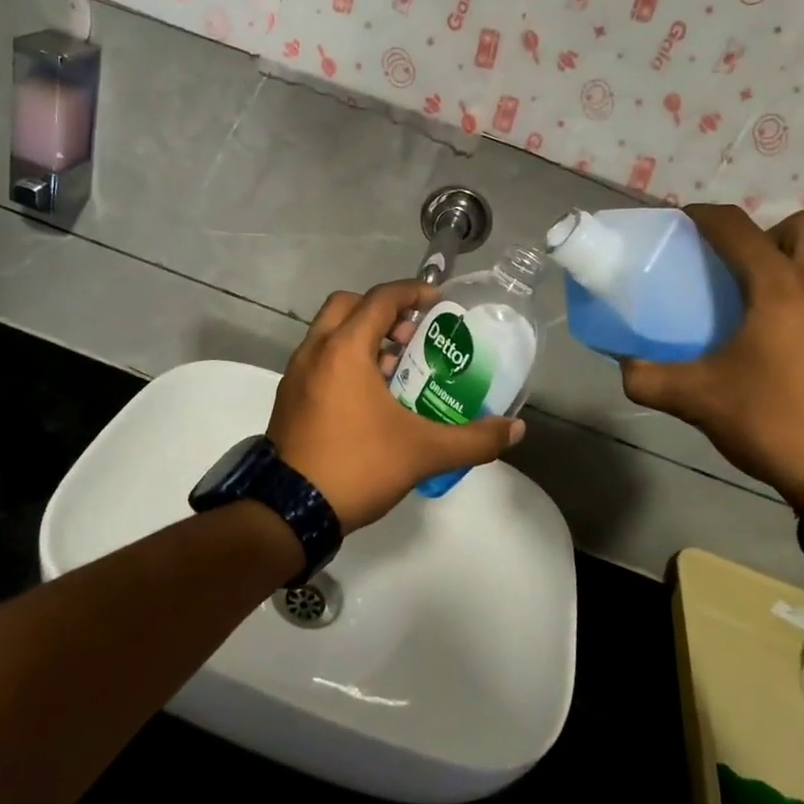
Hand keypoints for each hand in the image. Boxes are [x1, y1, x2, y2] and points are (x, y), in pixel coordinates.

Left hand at [269, 279, 526, 532]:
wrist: (290, 512)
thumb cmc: (357, 466)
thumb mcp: (423, 453)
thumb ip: (473, 440)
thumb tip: (514, 430)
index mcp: (344, 350)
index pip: (380, 298)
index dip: (413, 292)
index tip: (439, 302)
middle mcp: (315, 351)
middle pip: (348, 306)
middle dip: (383, 311)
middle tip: (413, 335)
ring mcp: (296, 375)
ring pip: (331, 334)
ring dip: (364, 338)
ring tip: (397, 369)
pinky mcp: (290, 398)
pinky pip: (320, 360)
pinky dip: (346, 361)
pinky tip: (371, 399)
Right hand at [619, 205, 803, 501]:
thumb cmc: (772, 421)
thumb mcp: (697, 400)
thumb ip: (649, 379)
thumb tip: (624, 366)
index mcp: (780, 287)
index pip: (738, 229)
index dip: (706, 216)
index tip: (686, 219)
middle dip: (770, 233)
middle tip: (743, 267)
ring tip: (781, 295)